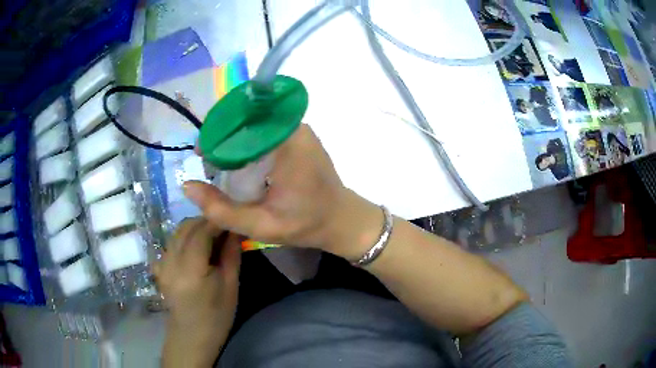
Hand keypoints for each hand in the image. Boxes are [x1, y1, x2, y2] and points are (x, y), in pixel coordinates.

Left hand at [154, 218, 241, 367]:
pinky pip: (171, 243)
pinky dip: (184, 239)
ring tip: (213, 238)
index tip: (233, 218)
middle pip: (186, 227)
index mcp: (190, 269)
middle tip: (225, 228)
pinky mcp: (159, 267)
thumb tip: (236, 229)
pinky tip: (195, 251)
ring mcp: (161, 263)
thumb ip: (232, 254)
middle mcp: (170, 261)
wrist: (191, 337)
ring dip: (195, 228)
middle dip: (206, 221)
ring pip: (177, 232)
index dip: (217, 221)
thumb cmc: (216, 316)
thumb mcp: (230, 287)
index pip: (201, 231)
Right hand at [184, 124, 382, 259]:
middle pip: (248, 118)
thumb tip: (187, 185)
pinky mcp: (298, 136)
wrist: (341, 219)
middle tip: (206, 160)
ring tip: (217, 161)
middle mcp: (294, 127)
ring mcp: (298, 129)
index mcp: (288, 142)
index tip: (201, 154)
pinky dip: (247, 141)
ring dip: (234, 138)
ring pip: (255, 123)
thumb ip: (221, 209)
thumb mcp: (260, 226)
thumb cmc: (305, 224)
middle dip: (223, 136)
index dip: (217, 134)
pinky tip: (238, 161)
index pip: (243, 122)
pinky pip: (265, 130)